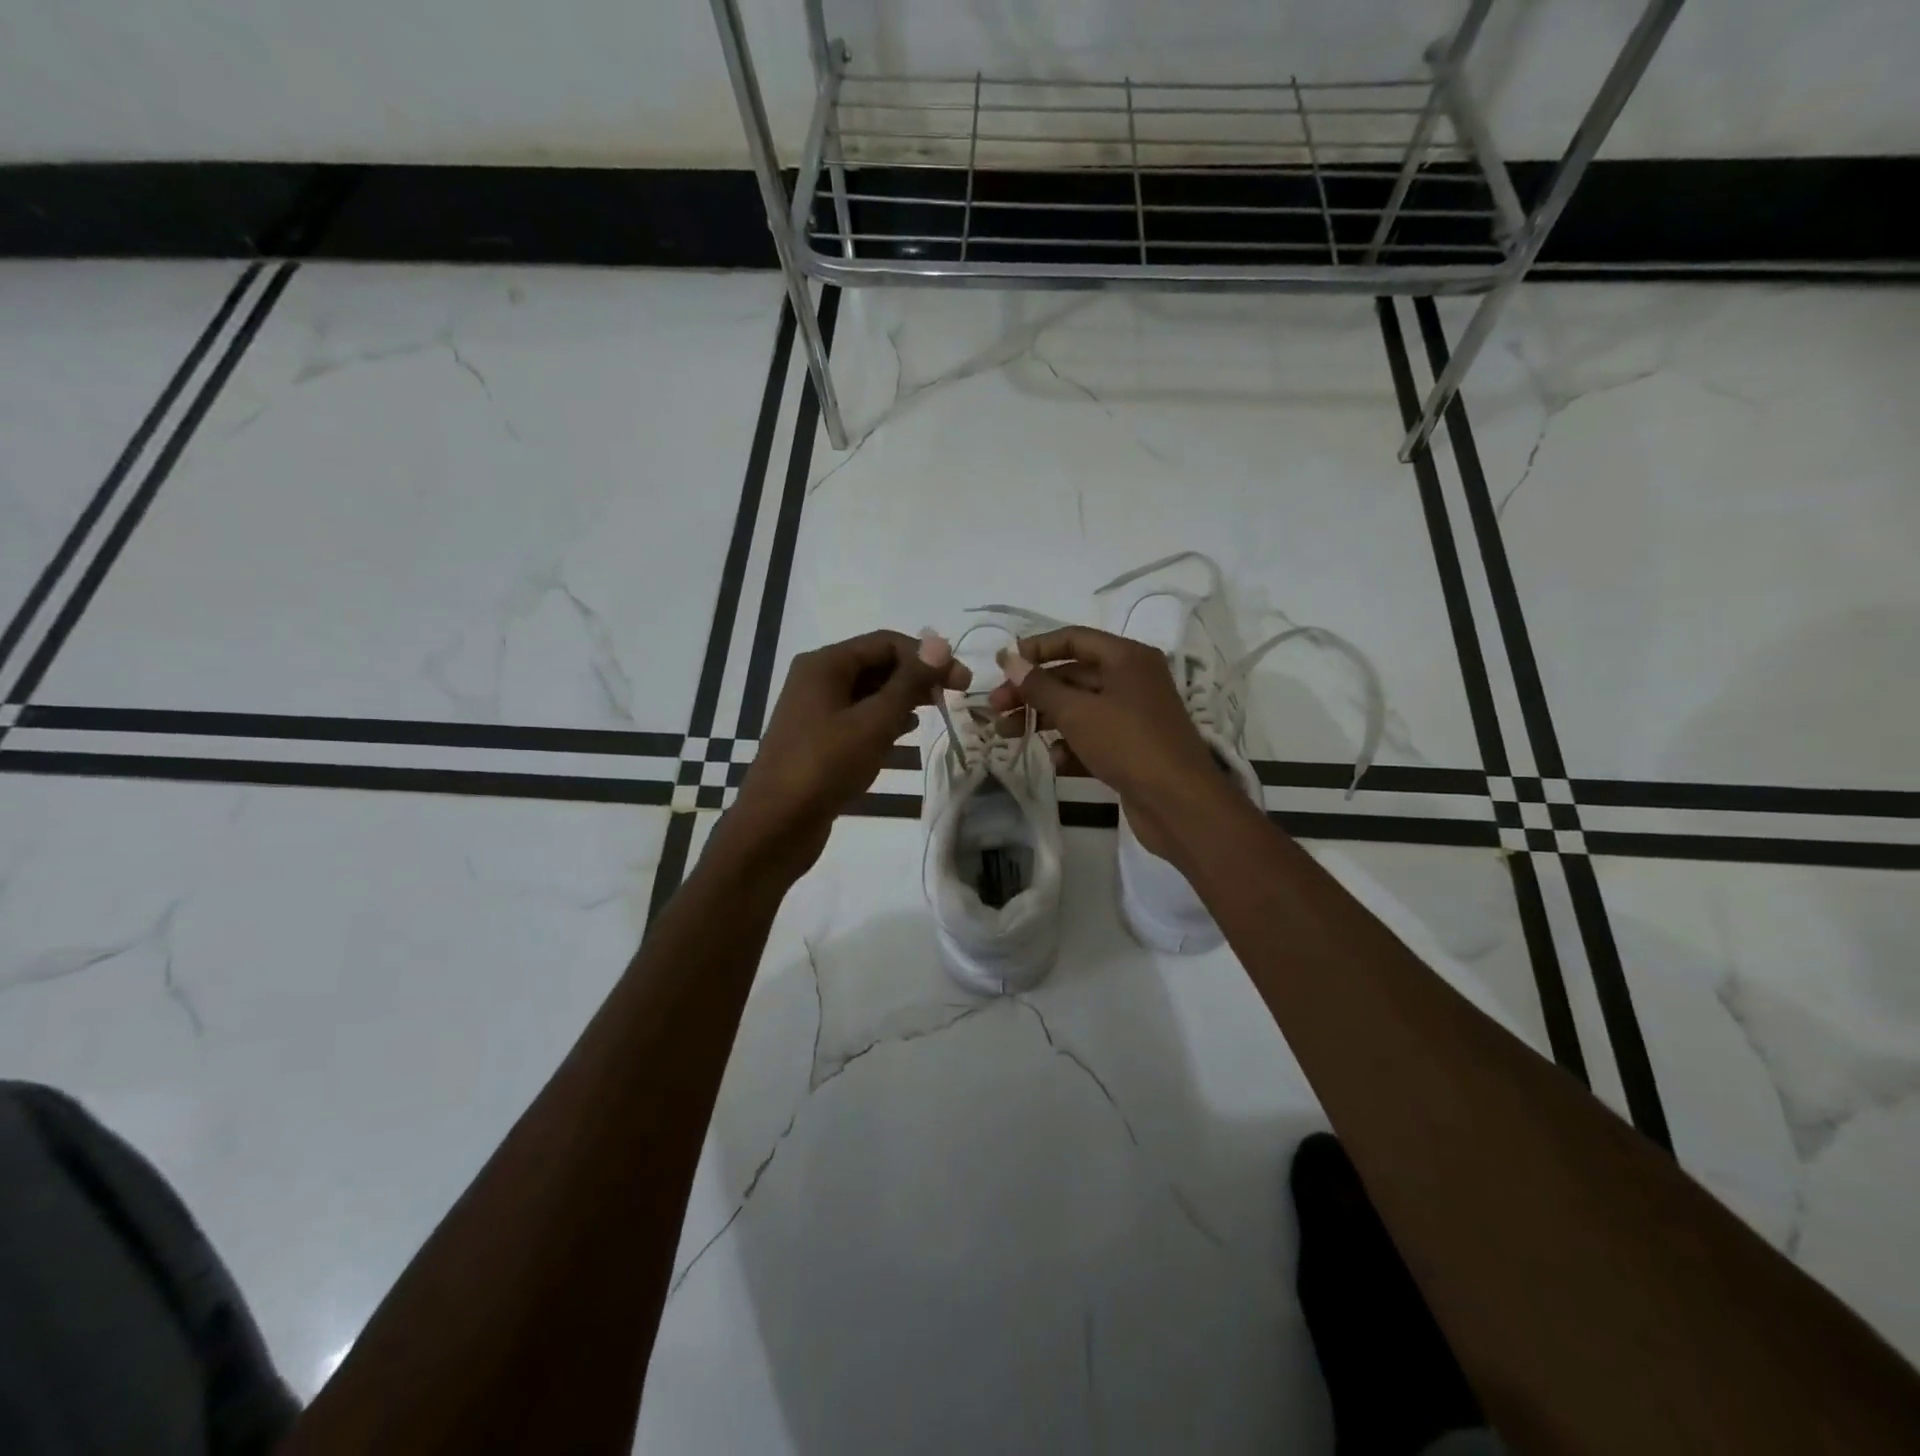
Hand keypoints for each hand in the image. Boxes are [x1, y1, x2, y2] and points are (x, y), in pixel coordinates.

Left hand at [715, 630, 963, 881]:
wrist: (775, 826)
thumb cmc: (826, 766)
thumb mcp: (874, 722)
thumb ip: (908, 682)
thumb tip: (939, 643)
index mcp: (825, 665)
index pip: (886, 642)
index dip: (927, 657)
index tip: (962, 681)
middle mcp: (818, 679)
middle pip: (877, 664)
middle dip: (917, 676)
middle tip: (955, 696)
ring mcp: (816, 711)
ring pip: (870, 693)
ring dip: (904, 698)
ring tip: (937, 712)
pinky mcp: (819, 740)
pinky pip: (859, 718)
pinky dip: (886, 721)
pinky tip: (907, 734)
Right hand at [987, 625, 1237, 858]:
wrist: (1179, 803)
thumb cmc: (1128, 744)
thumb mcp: (1077, 711)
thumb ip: (1039, 685)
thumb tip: (1009, 659)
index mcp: (1127, 658)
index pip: (1073, 639)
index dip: (1035, 649)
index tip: (1002, 666)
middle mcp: (1132, 680)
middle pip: (1071, 676)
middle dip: (1032, 691)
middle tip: (996, 709)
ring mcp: (1132, 716)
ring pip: (1078, 709)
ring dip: (1043, 719)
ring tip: (1008, 735)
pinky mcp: (1130, 748)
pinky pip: (1091, 737)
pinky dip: (1069, 746)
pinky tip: (1053, 760)